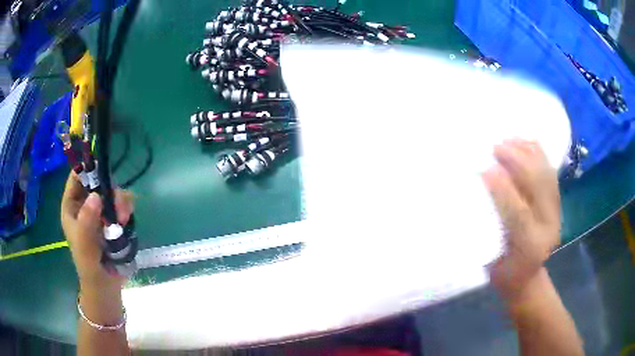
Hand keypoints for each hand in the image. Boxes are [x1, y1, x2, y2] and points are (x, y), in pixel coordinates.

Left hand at [61, 172, 133, 294]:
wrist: (105, 284)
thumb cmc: (89, 264)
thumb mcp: (84, 243)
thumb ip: (87, 220)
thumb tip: (96, 196)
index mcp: (72, 205)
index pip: (77, 177)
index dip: (87, 170)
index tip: (102, 174)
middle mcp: (85, 204)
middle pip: (97, 182)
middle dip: (109, 190)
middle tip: (118, 205)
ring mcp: (100, 211)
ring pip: (112, 193)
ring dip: (120, 201)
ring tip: (124, 218)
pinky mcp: (113, 219)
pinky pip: (122, 205)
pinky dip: (126, 209)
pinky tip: (127, 220)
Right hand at [483, 139, 560, 299]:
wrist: (527, 278)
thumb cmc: (504, 273)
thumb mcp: (492, 262)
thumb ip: (487, 230)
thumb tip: (479, 190)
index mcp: (530, 248)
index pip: (519, 214)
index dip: (503, 190)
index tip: (484, 169)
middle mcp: (549, 227)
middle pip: (538, 187)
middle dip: (518, 162)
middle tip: (496, 148)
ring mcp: (557, 213)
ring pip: (546, 174)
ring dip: (528, 153)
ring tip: (509, 140)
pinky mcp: (558, 203)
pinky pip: (550, 172)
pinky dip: (539, 154)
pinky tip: (526, 142)